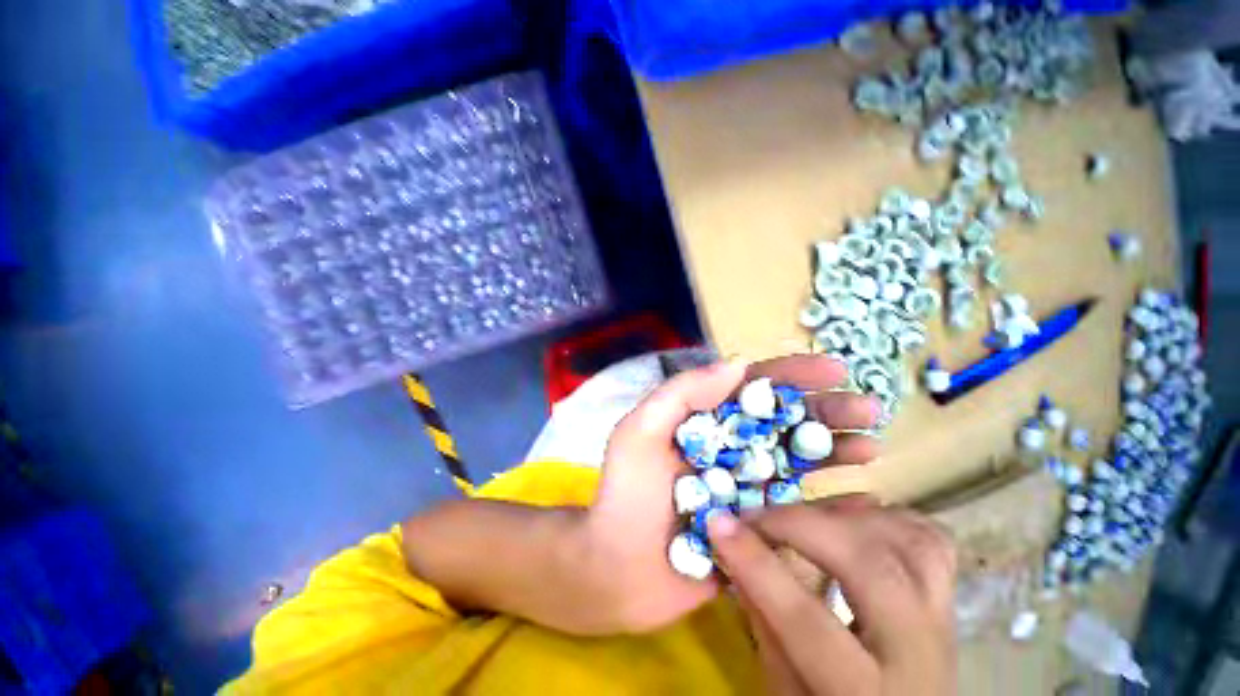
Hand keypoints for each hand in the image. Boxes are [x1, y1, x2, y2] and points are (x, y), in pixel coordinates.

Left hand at [574, 355, 881, 633]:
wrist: (616, 570)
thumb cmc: (625, 496)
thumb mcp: (640, 432)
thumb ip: (681, 394)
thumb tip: (738, 365)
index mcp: (703, 420)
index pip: (751, 387)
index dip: (791, 375)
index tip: (833, 370)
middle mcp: (729, 447)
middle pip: (782, 421)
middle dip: (824, 410)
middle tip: (867, 410)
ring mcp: (746, 487)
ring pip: (797, 460)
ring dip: (834, 450)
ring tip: (870, 447)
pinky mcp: (756, 527)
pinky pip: (800, 510)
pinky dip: (830, 503)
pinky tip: (862, 499)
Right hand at [706, 499, 957, 694]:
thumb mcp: (786, 688)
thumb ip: (762, 621)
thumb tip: (731, 550)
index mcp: (866, 694)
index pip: (807, 621)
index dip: (757, 564)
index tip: (718, 522)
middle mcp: (920, 654)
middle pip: (870, 568)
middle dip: (800, 526)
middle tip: (757, 517)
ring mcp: (943, 619)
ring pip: (908, 541)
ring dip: (844, 515)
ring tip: (801, 514)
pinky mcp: (948, 598)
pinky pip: (929, 539)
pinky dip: (886, 516)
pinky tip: (852, 517)